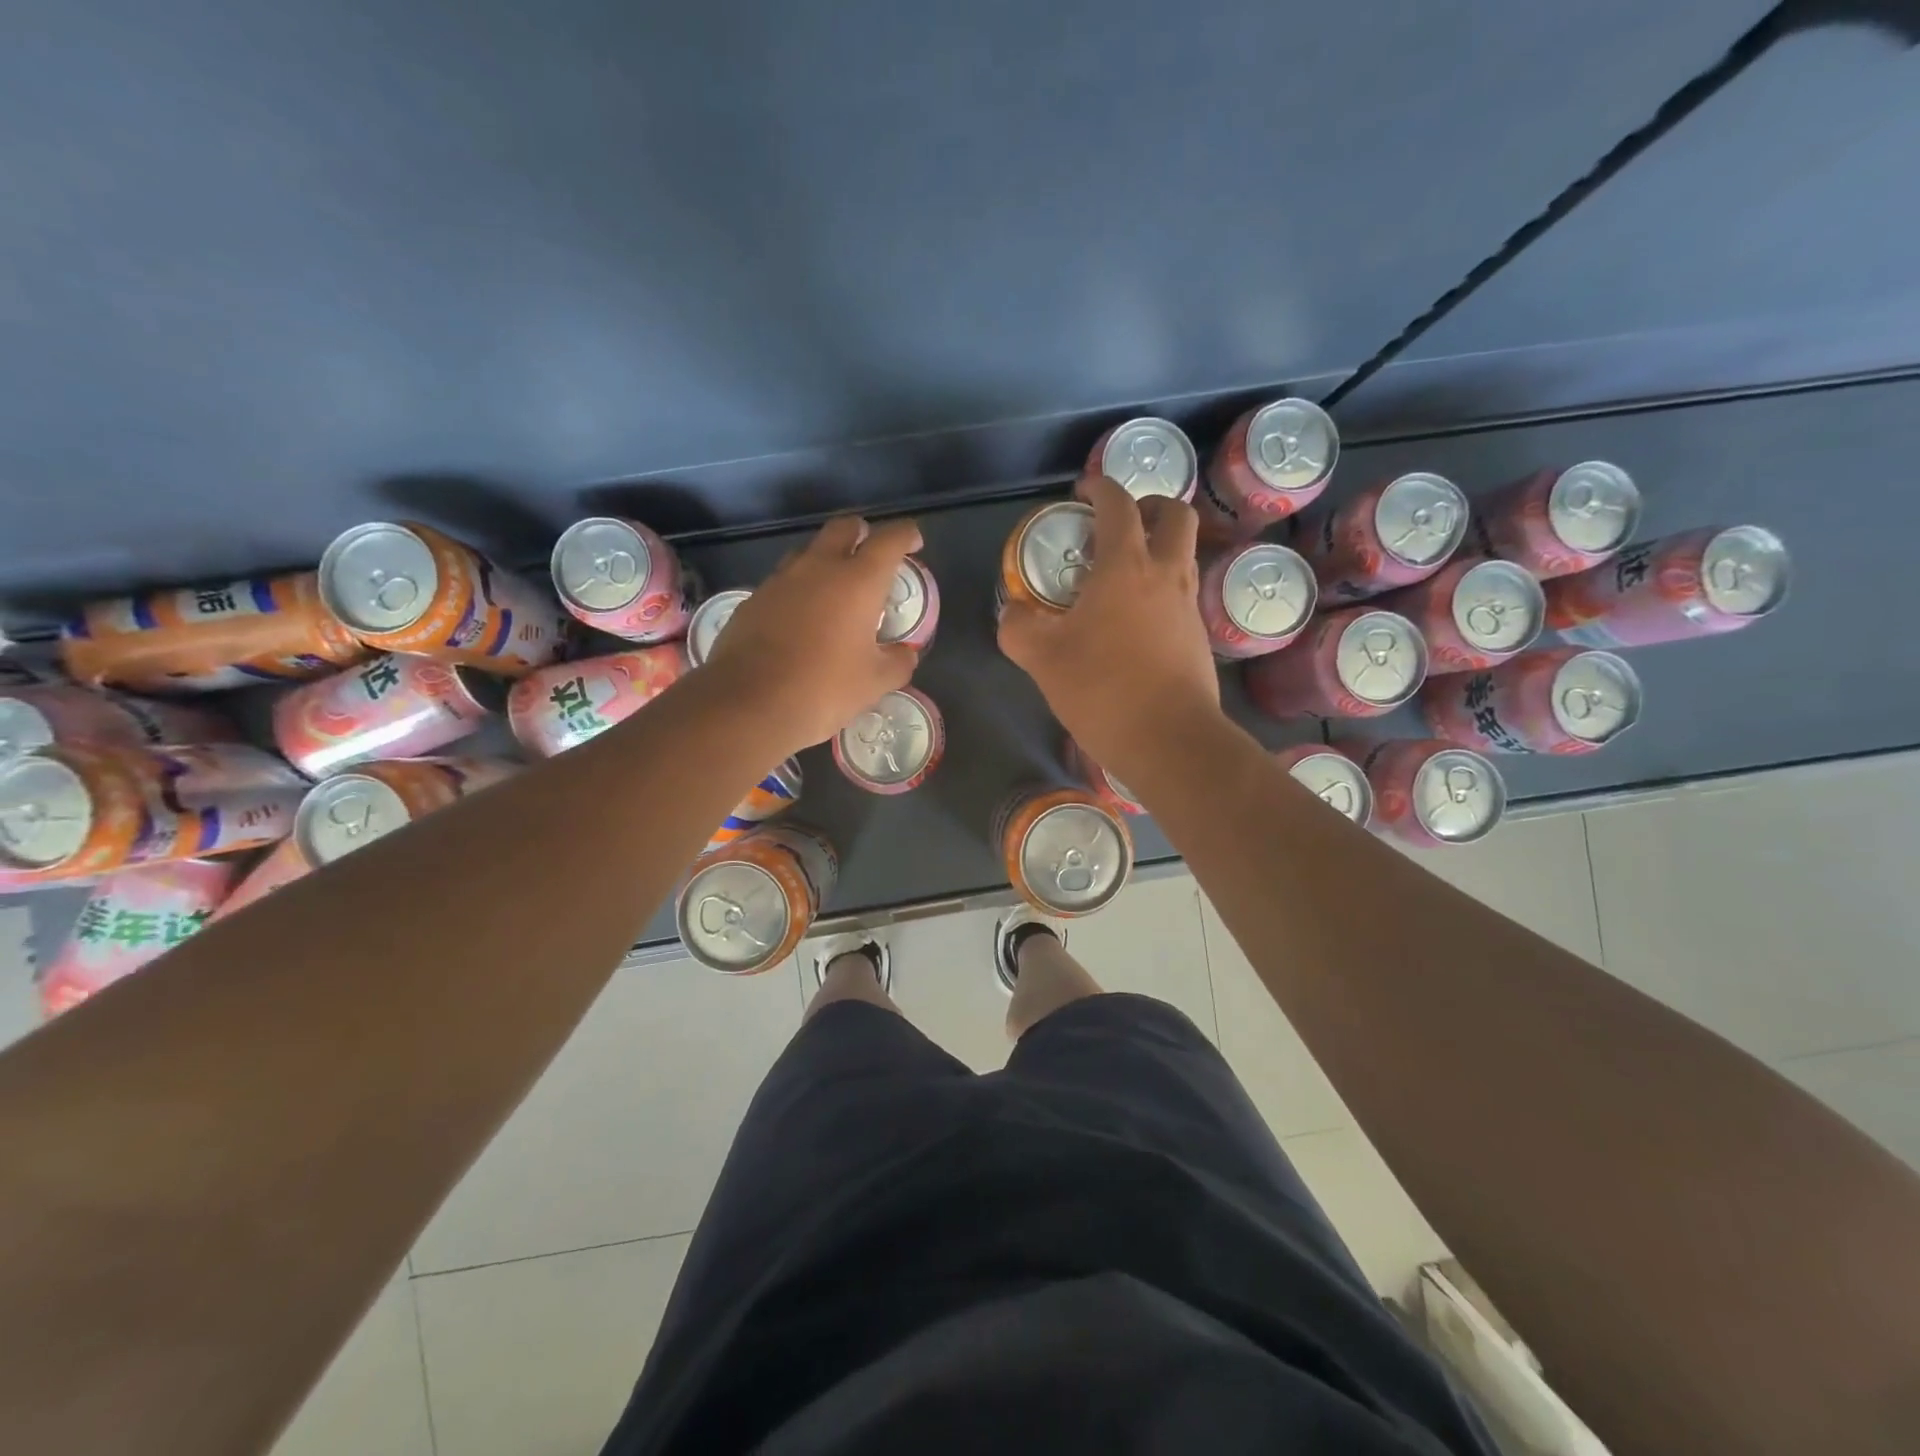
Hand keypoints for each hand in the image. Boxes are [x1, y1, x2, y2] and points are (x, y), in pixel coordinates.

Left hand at [701, 515, 922, 754]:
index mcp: (858, 581)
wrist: (749, 704)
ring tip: (835, 591)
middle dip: (862, 533)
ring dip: (827, 560)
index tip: (913, 543)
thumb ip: (898, 662)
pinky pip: (783, 582)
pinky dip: (799, 590)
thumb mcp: (875, 682)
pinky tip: (801, 619)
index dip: (906, 535)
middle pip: (844, 528)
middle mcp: (819, 568)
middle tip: (872, 557)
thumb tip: (905, 653)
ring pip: (809, 552)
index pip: (890, 540)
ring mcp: (780, 580)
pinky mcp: (753, 599)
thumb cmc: (824, 688)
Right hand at [998, 475, 1219, 777]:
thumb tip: (1013, 613)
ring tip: (1123, 572)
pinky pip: (1183, 591)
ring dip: (1159, 546)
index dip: (1099, 487)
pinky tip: (1136, 618)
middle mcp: (1166, 574)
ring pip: (1184, 553)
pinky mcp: (1199, 635)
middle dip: (1148, 506)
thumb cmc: (1103, 690)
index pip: (1118, 504)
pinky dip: (1163, 586)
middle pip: (1174, 515)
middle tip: (1119, 524)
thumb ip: (1018, 627)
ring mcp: (1189, 605)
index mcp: (1126, 567)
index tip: (1081, 492)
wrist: (1169, 739)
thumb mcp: (1042, 658)